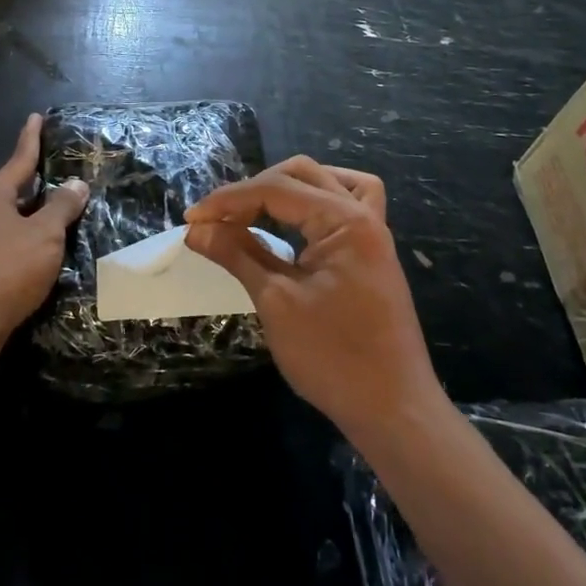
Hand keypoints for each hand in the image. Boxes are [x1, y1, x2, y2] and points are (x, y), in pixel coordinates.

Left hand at [0, 114, 88, 352]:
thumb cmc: (6, 269)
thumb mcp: (44, 235)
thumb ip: (61, 208)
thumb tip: (75, 184)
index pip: (19, 159)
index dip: (31, 138)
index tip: (36, 117)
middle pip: (12, 189)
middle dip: (35, 179)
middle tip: (58, 167)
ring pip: (11, 218)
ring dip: (33, 213)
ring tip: (59, 208)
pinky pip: (9, 243)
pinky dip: (28, 239)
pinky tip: (43, 250)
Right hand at [185, 157, 444, 441]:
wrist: (394, 410)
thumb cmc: (333, 357)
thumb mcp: (276, 302)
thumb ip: (237, 255)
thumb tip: (197, 229)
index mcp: (344, 220)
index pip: (276, 189)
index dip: (228, 200)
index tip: (192, 219)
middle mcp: (364, 215)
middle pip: (301, 175)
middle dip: (253, 190)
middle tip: (218, 219)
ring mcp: (373, 234)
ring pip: (328, 183)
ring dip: (288, 188)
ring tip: (254, 210)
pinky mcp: (372, 254)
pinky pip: (349, 206)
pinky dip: (318, 201)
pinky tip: (299, 219)